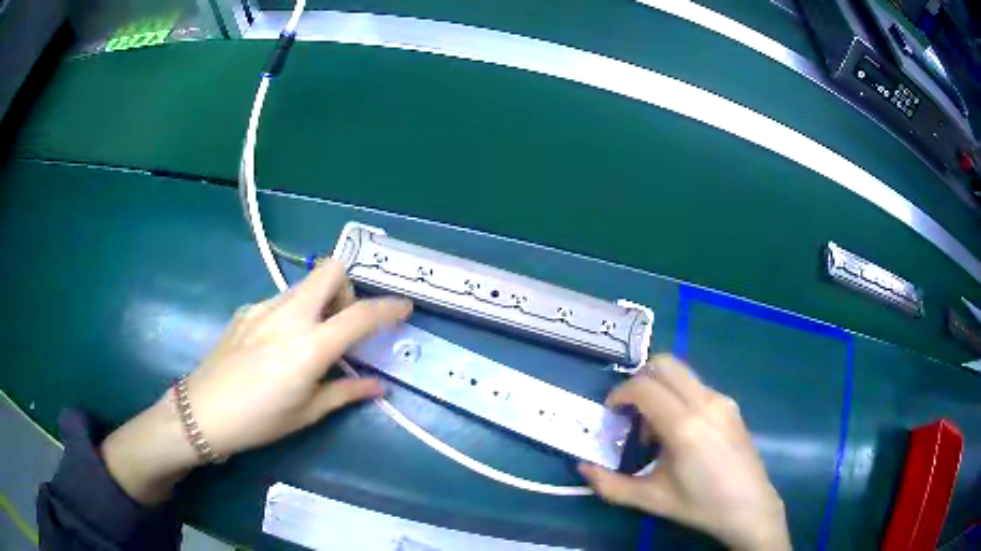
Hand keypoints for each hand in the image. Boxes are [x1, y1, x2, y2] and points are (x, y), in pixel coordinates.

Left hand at [102, 260, 411, 503]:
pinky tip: (278, 345)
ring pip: (304, 284)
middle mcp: (289, 315)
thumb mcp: (307, 412)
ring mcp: (264, 307)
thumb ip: (345, 392)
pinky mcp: (246, 310)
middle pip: (330, 269)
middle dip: (347, 286)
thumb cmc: (260, 420)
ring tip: (311, 339)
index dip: (389, 308)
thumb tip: (377, 387)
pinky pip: (281, 300)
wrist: (203, 412)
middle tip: (343, 320)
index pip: (360, 315)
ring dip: (319, 301)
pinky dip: (293, 312)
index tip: (404, 307)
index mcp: (309, 346)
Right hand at [578, 355, 790, 550]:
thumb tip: (582, 468)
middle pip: (665, 364)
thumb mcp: (650, 499)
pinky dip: (678, 397)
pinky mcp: (731, 405)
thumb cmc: (699, 504)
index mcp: (684, 426)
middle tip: (630, 410)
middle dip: (640, 379)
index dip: (620, 394)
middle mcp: (705, 402)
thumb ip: (610, 485)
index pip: (644, 387)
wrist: (748, 506)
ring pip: (682, 374)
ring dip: (660, 390)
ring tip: (655, 430)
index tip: (610, 413)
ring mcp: (722, 400)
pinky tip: (680, 432)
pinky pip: (696, 387)